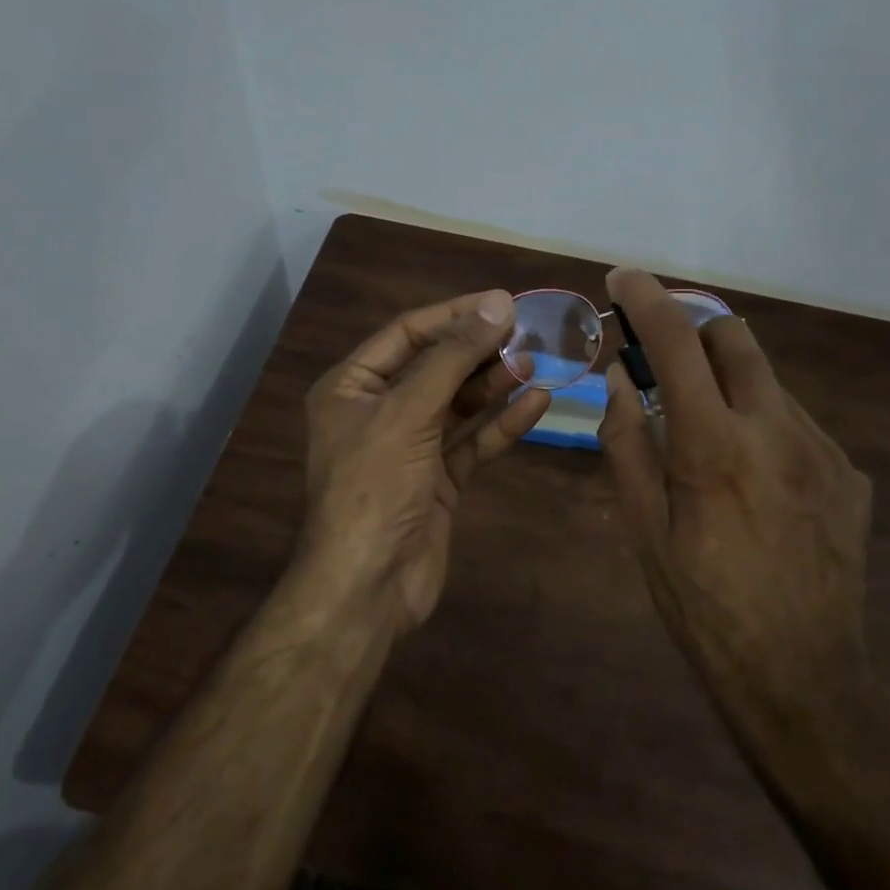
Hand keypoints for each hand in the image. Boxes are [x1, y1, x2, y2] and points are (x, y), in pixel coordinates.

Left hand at [303, 289, 549, 629]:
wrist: (368, 587)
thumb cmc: (374, 486)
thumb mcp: (408, 412)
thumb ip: (453, 357)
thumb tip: (496, 303)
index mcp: (351, 387)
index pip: (407, 333)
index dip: (454, 315)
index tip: (502, 302)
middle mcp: (379, 411)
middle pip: (436, 367)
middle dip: (480, 350)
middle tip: (528, 331)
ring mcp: (410, 447)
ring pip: (458, 404)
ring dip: (495, 384)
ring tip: (535, 361)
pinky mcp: (438, 480)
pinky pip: (473, 442)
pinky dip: (503, 424)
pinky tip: (538, 403)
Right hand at [598, 267, 874, 734]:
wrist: (804, 675)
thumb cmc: (704, 607)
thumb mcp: (644, 532)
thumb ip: (627, 446)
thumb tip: (617, 381)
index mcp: (713, 445)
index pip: (675, 341)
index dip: (646, 297)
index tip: (624, 277)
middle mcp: (775, 429)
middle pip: (735, 335)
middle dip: (693, 327)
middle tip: (664, 359)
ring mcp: (822, 449)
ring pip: (767, 378)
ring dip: (728, 381)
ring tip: (708, 436)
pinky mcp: (849, 473)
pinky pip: (796, 421)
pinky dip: (762, 423)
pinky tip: (754, 479)